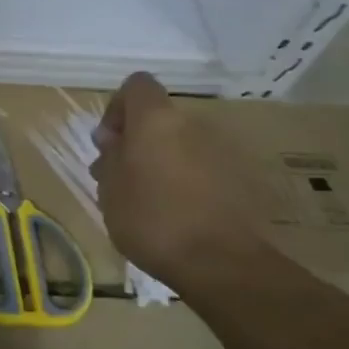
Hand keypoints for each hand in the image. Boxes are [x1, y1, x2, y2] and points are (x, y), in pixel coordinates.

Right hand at [90, 73, 262, 283]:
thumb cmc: (151, 219)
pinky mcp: (239, 179)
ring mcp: (220, 150)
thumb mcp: (110, 188)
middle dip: (137, 141)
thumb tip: (114, 139)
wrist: (220, 262)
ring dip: (160, 161)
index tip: (108, 143)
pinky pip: (201, 167)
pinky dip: (185, 179)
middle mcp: (192, 125)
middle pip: (158, 118)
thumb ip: (110, 156)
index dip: (117, 108)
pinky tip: (175, 213)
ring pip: (179, 143)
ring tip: (146, 200)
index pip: (136, 85)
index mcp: (156, 120)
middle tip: (120, 178)